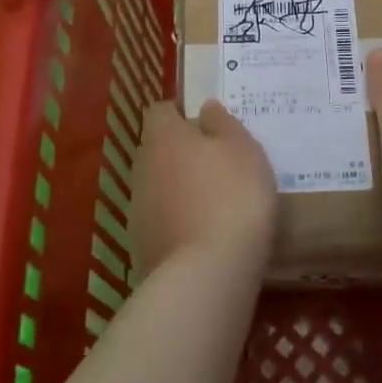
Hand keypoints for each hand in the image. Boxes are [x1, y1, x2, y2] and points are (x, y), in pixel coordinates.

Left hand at [132, 100, 280, 278]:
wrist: (207, 274)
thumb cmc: (232, 196)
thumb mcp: (243, 149)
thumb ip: (223, 124)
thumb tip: (205, 108)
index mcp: (164, 137)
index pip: (160, 111)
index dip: (180, 113)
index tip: (208, 125)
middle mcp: (142, 167)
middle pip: (157, 149)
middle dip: (181, 152)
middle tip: (217, 162)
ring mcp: (138, 209)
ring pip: (158, 185)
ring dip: (179, 188)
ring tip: (214, 201)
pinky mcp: (142, 245)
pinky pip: (161, 219)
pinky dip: (178, 220)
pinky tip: (204, 233)